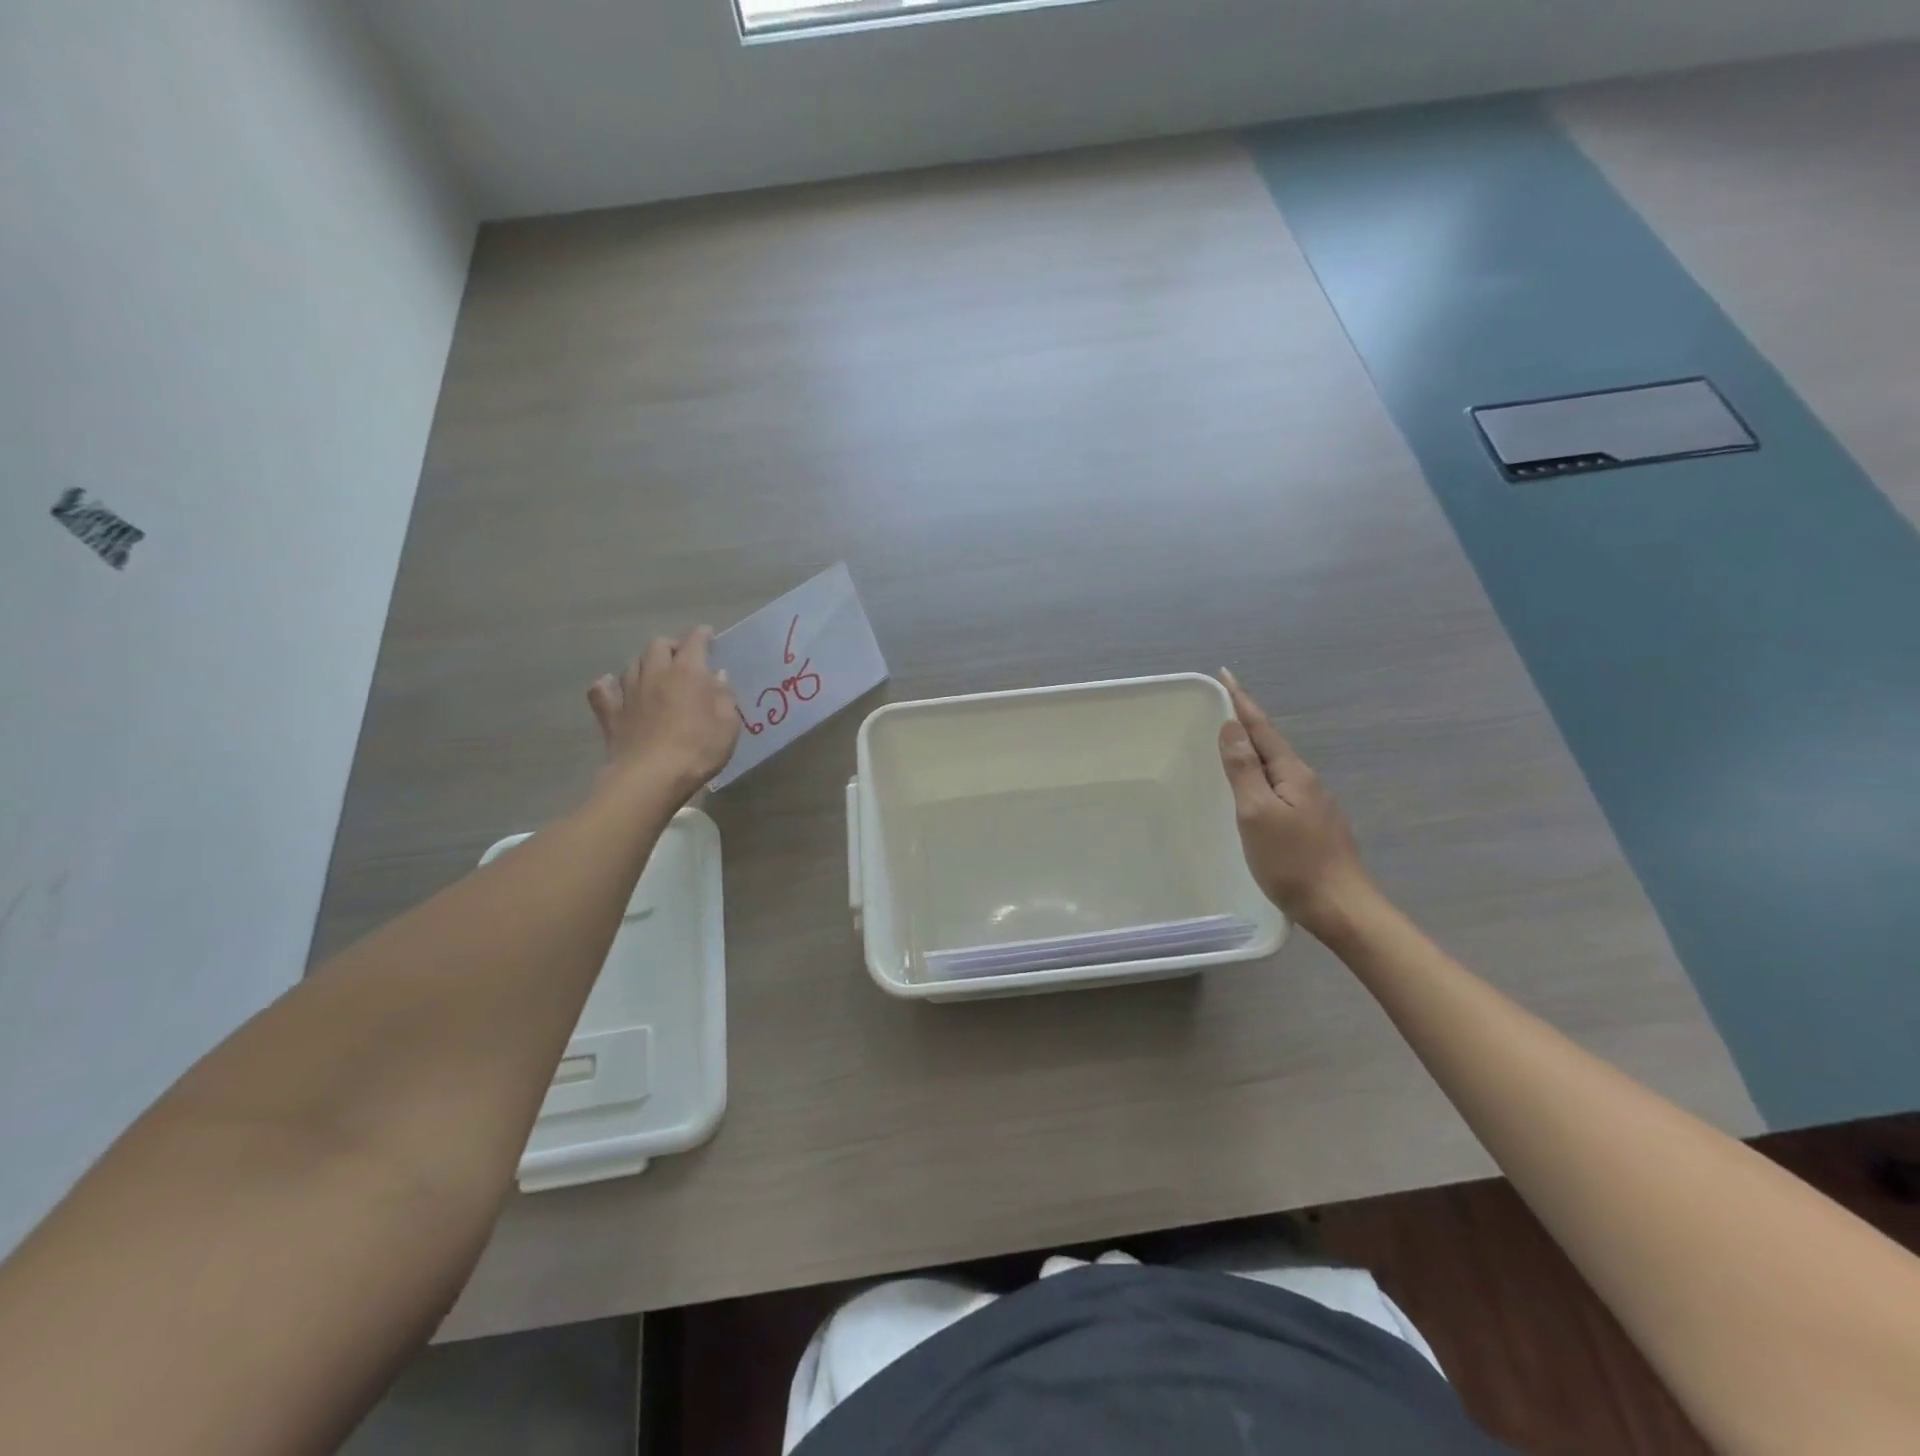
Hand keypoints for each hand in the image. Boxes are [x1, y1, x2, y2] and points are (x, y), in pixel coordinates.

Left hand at [588, 628, 739, 795]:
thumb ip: (724, 696)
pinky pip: (602, 690)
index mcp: (688, 672)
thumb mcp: (728, 725)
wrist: (651, 778)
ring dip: (646, 664)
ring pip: (632, 664)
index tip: (709, 636)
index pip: (694, 641)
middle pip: (658, 645)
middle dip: (672, 646)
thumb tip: (717, 676)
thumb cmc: (698, 750)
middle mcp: (656, 673)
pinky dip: (608, 685)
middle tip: (683, 659)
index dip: (702, 635)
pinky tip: (614, 688)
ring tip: (655, 675)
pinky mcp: (610, 713)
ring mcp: (628, 692)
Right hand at [1217, 669, 1373, 935]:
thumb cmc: (1293, 861)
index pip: (1262, 728)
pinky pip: (1281, 788)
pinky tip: (1254, 789)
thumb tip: (1232, 727)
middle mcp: (1306, 782)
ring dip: (1254, 750)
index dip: (1242, 702)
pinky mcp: (1313, 826)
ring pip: (1276, 768)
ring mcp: (1313, 804)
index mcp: (1293, 773)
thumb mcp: (1257, 813)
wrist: (1341, 908)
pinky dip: (1262, 776)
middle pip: (1271, 744)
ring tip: (1231, 744)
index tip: (1226, 675)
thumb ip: (1244, 769)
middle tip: (1221, 707)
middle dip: (1246, 723)